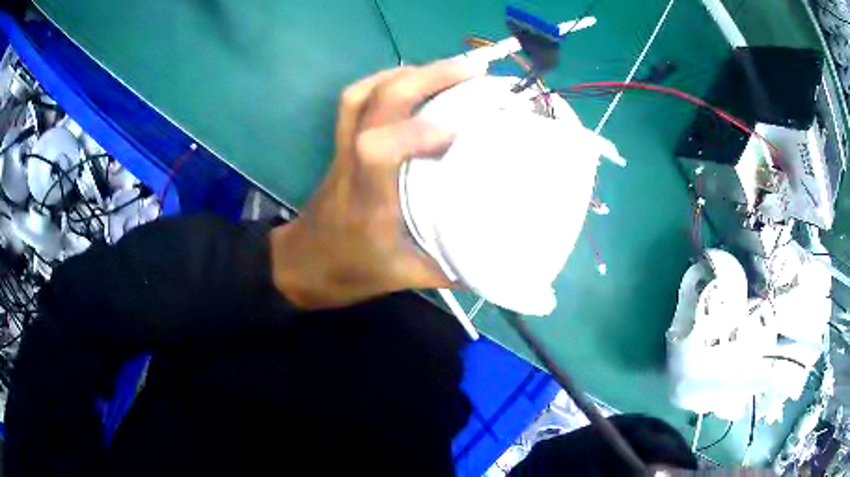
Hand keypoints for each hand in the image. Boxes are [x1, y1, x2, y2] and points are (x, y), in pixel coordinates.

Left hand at [270, 57, 486, 308]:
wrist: (298, 264)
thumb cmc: (346, 272)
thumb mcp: (401, 278)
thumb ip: (448, 268)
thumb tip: (494, 258)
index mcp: (367, 199)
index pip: (378, 149)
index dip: (417, 132)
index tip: (462, 130)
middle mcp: (352, 163)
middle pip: (374, 102)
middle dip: (426, 77)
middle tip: (472, 70)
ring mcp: (343, 148)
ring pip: (362, 93)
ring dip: (407, 74)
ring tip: (447, 70)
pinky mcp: (343, 144)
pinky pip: (357, 100)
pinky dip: (386, 81)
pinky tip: (414, 82)